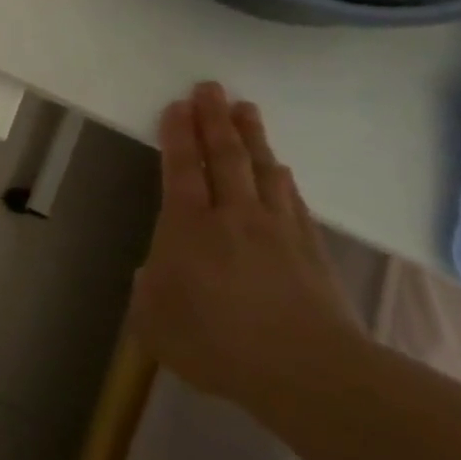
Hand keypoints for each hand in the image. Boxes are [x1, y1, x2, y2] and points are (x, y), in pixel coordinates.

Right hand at [130, 83, 363, 407]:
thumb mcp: (154, 322)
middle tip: (210, 87)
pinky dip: (282, 177)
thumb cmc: (215, 344)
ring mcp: (276, 228)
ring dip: (252, 136)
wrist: (309, 372)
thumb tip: (158, 272)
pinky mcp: (311, 249)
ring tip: (245, 109)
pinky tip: (281, 168)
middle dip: (213, 119)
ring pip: (262, 169)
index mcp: (188, 227)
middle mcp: (232, 215)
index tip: (176, 104)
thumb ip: (150, 290)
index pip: (181, 168)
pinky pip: (292, 199)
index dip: (177, 134)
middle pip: (224, 156)